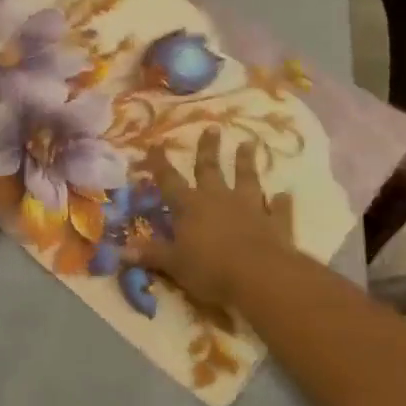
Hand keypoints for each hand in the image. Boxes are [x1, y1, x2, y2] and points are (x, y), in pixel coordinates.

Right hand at [132, 127, 302, 308]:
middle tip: (213, 128)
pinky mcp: (275, 223)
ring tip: (250, 143)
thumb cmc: (210, 269)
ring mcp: (249, 208)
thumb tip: (120, 250)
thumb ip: (150, 254)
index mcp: (189, 206)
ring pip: (246, 179)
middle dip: (208, 149)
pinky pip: (278, 209)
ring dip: (246, 162)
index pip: (169, 181)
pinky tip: (285, 193)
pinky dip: (281, 202)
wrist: (261, 277)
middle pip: (210, 169)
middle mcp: (217, 199)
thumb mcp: (174, 264)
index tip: (155, 144)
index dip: (160, 164)